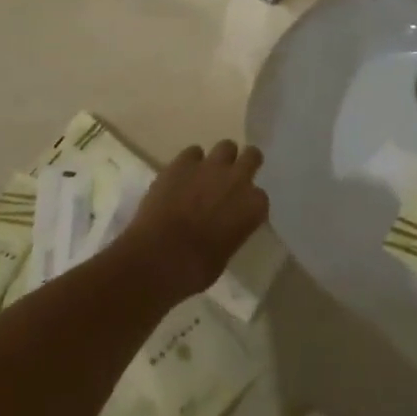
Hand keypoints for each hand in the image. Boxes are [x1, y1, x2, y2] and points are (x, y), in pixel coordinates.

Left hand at [122, 140, 268, 302]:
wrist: (157, 257)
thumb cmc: (194, 269)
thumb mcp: (225, 254)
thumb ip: (232, 231)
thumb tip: (224, 226)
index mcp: (253, 206)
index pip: (260, 197)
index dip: (249, 203)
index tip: (240, 210)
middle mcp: (237, 180)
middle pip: (252, 156)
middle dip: (245, 164)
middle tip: (233, 178)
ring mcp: (209, 167)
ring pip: (226, 146)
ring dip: (220, 159)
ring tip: (208, 174)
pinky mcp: (182, 162)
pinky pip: (193, 152)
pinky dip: (191, 162)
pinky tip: (182, 176)